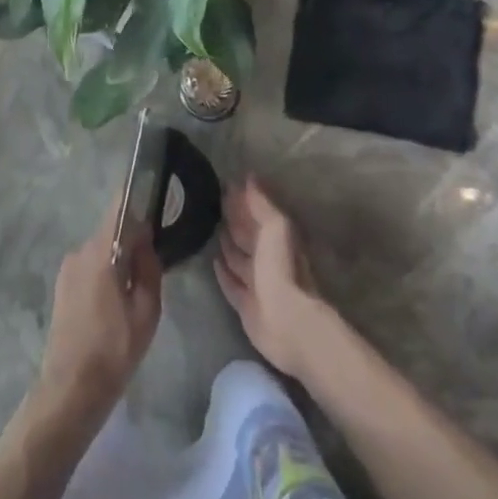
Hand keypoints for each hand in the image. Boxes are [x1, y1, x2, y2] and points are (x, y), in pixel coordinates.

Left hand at [27, 197, 163, 433]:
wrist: (71, 388)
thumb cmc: (114, 350)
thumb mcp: (147, 311)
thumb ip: (149, 269)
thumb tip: (147, 242)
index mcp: (101, 252)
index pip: (119, 208)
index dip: (137, 196)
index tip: (154, 191)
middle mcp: (80, 252)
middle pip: (112, 231)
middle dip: (133, 238)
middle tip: (155, 260)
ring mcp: (68, 269)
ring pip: (102, 251)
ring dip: (119, 259)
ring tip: (137, 289)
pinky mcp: (63, 286)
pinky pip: (91, 266)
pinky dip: (106, 272)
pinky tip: (117, 301)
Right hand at [215, 180, 336, 382]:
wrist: (285, 321)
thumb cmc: (281, 269)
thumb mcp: (275, 227)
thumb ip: (262, 204)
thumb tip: (249, 177)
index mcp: (278, 239)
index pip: (257, 214)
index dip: (244, 200)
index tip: (226, 185)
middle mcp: (268, 259)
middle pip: (248, 235)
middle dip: (234, 220)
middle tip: (213, 204)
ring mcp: (257, 282)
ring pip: (238, 259)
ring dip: (227, 245)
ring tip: (211, 228)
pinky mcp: (246, 304)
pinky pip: (231, 283)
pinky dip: (223, 273)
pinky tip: (213, 262)